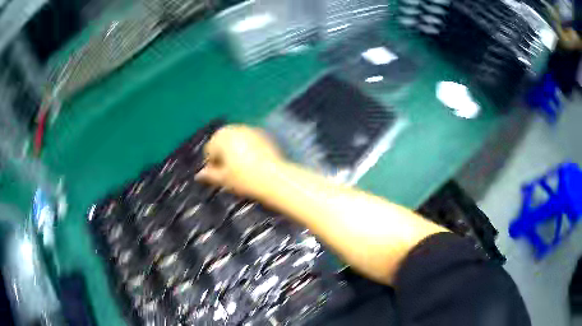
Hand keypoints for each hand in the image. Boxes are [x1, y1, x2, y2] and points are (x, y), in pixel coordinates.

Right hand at [196, 125, 282, 197]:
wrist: (274, 178)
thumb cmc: (244, 179)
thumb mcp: (223, 179)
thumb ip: (209, 175)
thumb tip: (198, 175)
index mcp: (221, 136)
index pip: (209, 149)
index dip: (212, 163)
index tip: (219, 175)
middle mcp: (235, 128)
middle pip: (223, 141)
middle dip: (223, 154)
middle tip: (229, 171)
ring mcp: (251, 129)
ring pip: (236, 140)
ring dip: (235, 150)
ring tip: (241, 167)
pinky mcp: (264, 134)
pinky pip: (250, 140)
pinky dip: (248, 148)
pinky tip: (253, 161)